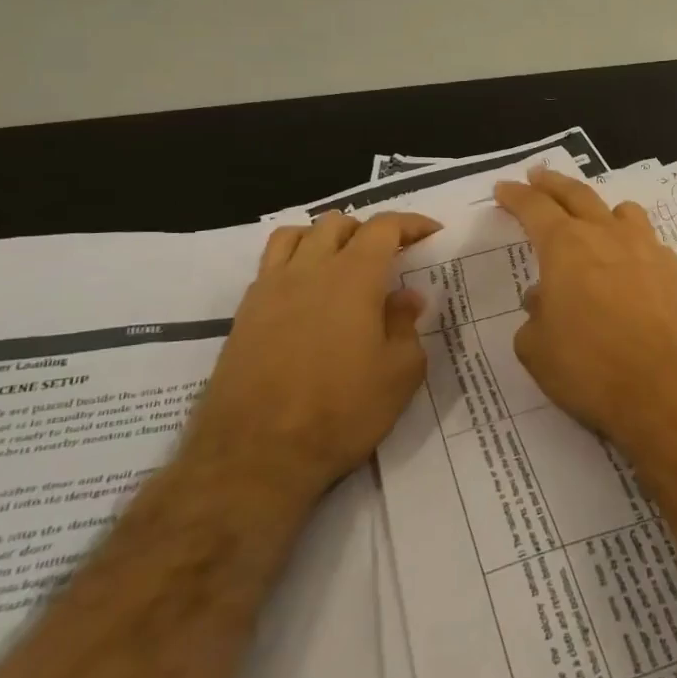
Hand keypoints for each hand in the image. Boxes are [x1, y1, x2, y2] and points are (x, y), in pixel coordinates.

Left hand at [188, 211, 440, 496]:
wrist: (256, 454)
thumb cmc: (342, 411)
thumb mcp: (399, 373)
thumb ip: (406, 326)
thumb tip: (406, 297)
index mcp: (354, 277)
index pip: (384, 227)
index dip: (411, 223)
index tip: (431, 232)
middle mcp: (309, 270)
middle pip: (338, 223)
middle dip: (368, 230)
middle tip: (389, 255)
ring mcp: (271, 289)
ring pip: (296, 235)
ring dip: (325, 237)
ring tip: (342, 262)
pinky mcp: (245, 313)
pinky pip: (270, 265)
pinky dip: (294, 261)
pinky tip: (306, 293)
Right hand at [493, 169, 676, 453]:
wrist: (675, 390)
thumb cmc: (593, 369)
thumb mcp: (538, 351)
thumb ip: (535, 318)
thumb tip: (544, 300)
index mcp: (566, 246)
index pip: (535, 208)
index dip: (516, 196)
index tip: (504, 188)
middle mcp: (608, 236)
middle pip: (578, 195)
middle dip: (553, 184)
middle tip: (538, 176)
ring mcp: (649, 251)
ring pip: (622, 212)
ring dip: (600, 209)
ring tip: (592, 217)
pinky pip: (648, 243)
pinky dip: (631, 244)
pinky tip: (629, 266)